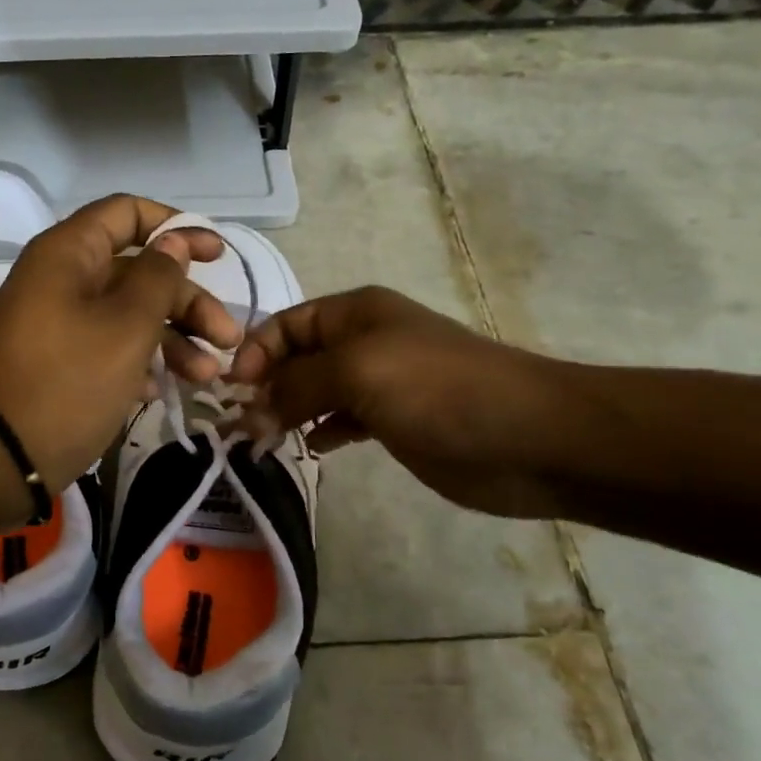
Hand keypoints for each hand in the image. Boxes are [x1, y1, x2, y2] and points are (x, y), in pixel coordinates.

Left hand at [0, 195, 239, 491]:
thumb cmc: (67, 380)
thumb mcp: (126, 327)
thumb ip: (158, 278)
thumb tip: (173, 241)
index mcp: (70, 253)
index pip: (127, 213)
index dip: (175, 227)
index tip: (216, 256)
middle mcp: (62, 279)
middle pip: (137, 270)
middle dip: (187, 301)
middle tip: (228, 338)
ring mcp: (58, 322)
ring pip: (127, 314)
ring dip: (172, 339)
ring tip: (207, 376)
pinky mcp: (59, 362)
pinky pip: (108, 347)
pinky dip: (139, 362)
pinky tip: (160, 392)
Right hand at [228, 286, 576, 517]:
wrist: (529, 436)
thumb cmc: (437, 389)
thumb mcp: (357, 372)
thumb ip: (296, 386)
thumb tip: (249, 409)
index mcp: (354, 313)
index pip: (285, 324)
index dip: (255, 352)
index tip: (232, 391)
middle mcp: (363, 341)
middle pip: (297, 358)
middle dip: (266, 385)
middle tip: (240, 424)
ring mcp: (380, 382)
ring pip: (315, 391)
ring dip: (287, 411)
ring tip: (262, 440)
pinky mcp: (394, 421)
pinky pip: (341, 420)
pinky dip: (320, 431)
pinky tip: (309, 448)